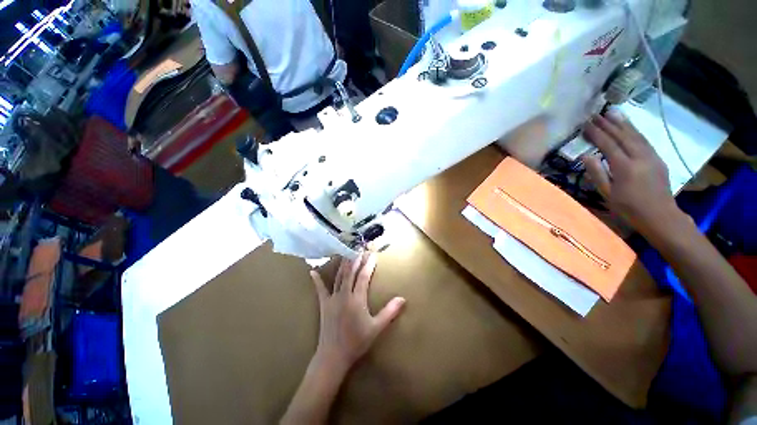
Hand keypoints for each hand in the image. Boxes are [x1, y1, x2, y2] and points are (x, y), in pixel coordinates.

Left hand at [309, 253, 405, 370]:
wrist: (333, 356)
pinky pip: (320, 289)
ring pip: (338, 277)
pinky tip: (313, 271)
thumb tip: (403, 299)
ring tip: (347, 253)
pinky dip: (317, 280)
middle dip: (357, 259)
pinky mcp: (324, 304)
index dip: (369, 264)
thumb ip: (390, 312)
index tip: (373, 254)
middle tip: (361, 248)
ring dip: (343, 264)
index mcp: (356, 299)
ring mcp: (332, 298)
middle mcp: (344, 294)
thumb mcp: (376, 328)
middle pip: (351, 272)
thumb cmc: (356, 342)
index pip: (363, 276)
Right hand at [582, 113, 682, 235]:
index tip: (586, 124)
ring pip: (635, 135)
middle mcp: (639, 157)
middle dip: (608, 124)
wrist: (660, 216)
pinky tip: (629, 126)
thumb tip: (585, 156)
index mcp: (625, 167)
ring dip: (623, 123)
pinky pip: (644, 140)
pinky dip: (635, 131)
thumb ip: (596, 173)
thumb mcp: (607, 194)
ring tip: (612, 113)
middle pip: (623, 136)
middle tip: (596, 114)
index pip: (608, 145)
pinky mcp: (657, 158)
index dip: (596, 134)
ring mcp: (651, 156)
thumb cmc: (629, 208)